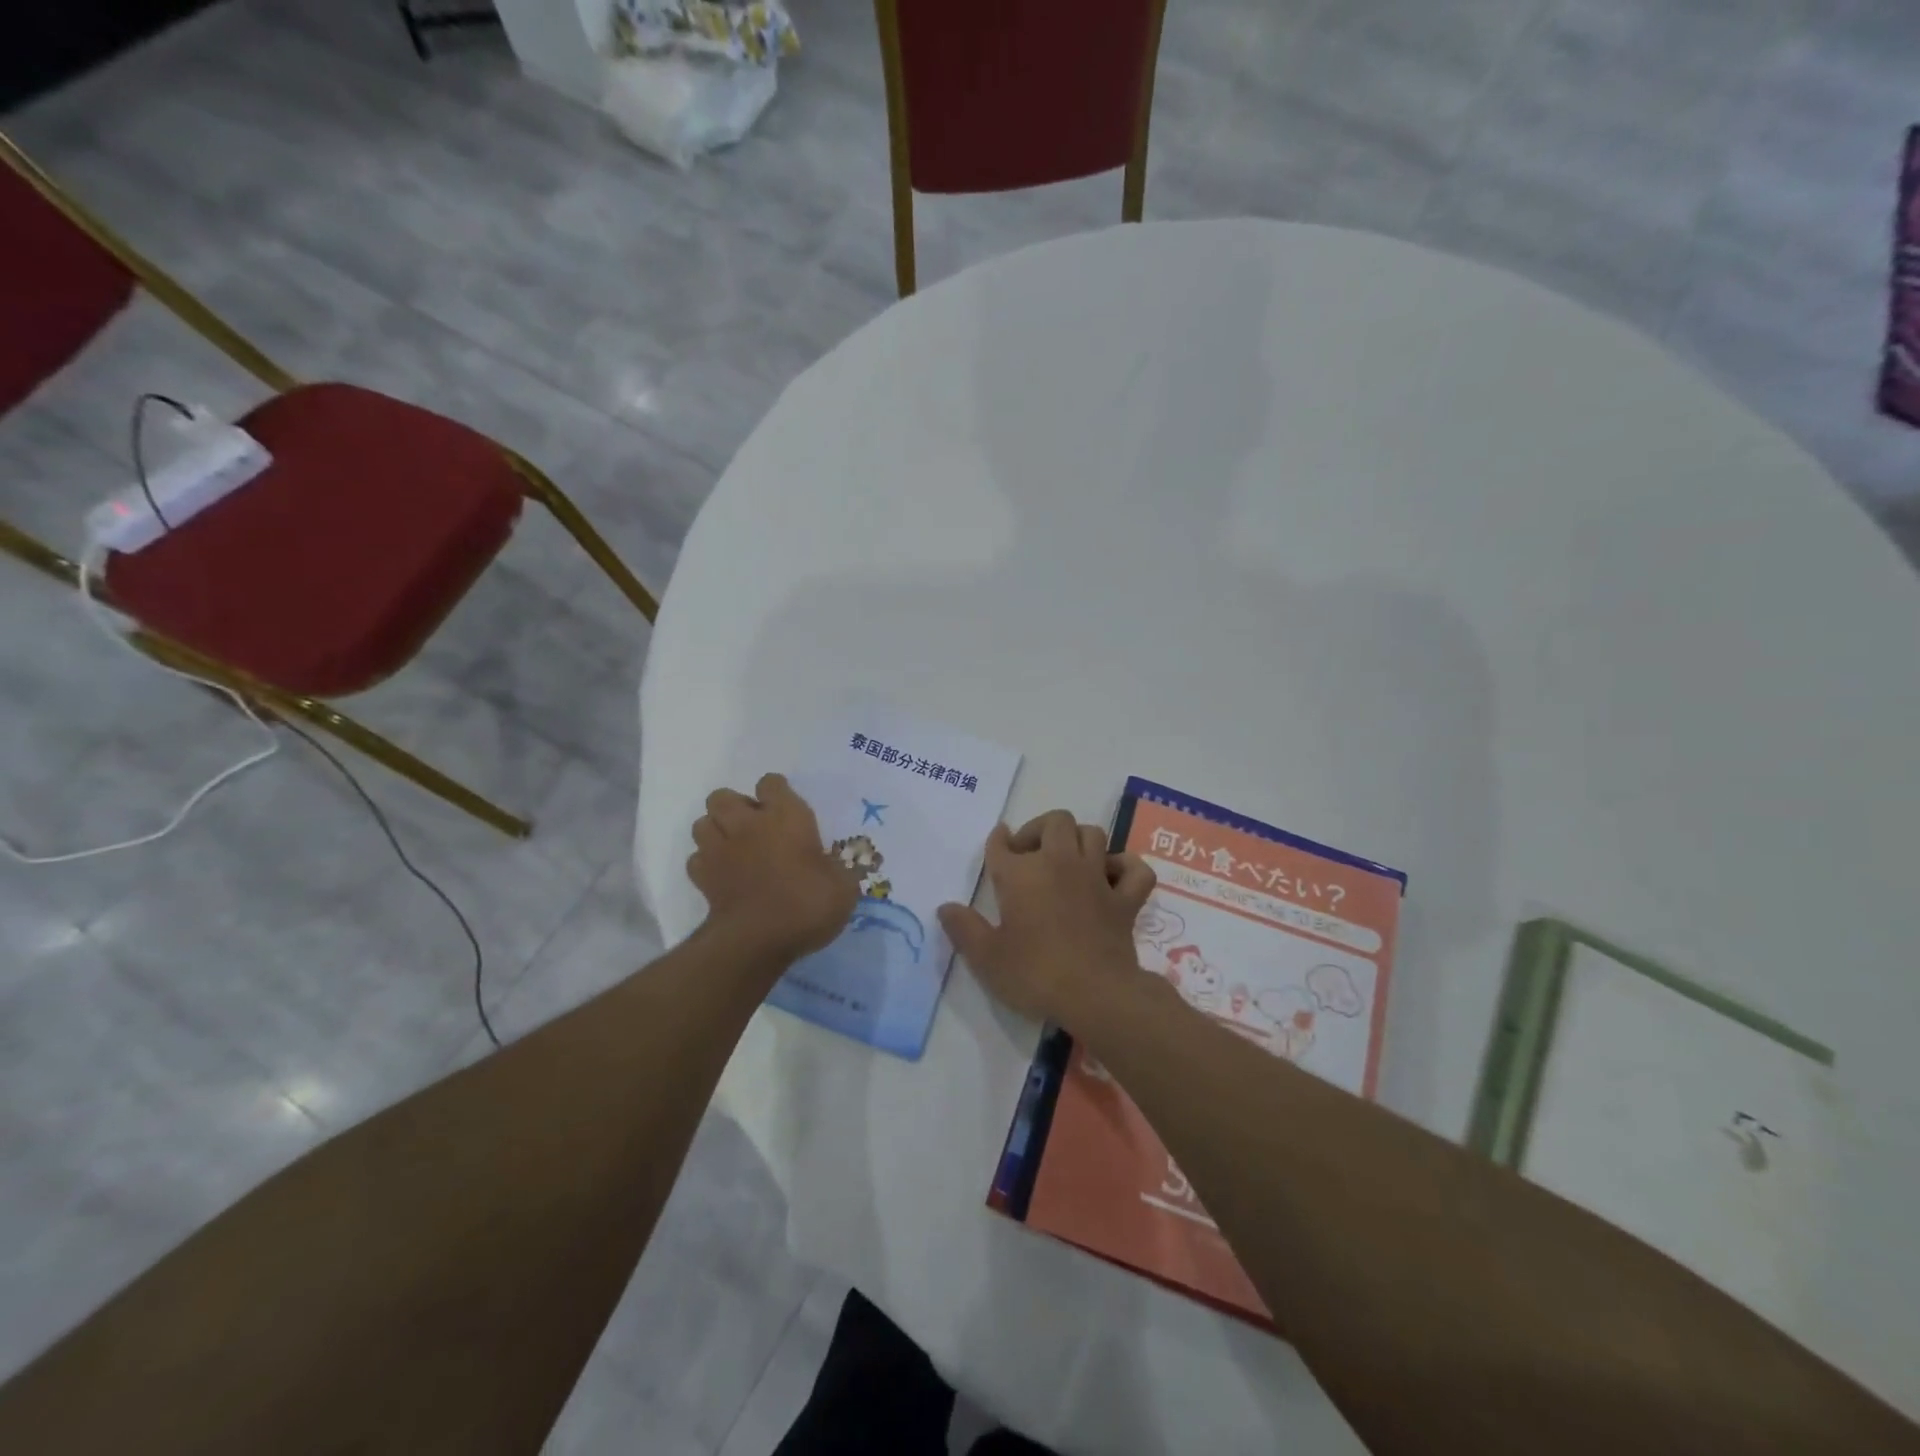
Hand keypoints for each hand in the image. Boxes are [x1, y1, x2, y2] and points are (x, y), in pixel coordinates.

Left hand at [688, 774, 858, 964]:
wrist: (757, 941)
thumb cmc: (806, 904)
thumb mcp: (843, 888)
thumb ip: (840, 871)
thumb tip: (839, 869)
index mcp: (786, 816)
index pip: (771, 783)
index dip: (777, 793)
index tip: (788, 810)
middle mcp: (748, 825)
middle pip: (723, 797)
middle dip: (735, 807)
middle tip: (755, 828)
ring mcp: (719, 850)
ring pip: (702, 823)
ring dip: (715, 831)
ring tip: (734, 848)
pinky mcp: (702, 878)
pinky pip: (696, 859)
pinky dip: (706, 863)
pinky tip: (723, 875)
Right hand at [939, 810, 1155, 1026]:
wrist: (1095, 994)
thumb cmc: (1034, 973)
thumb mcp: (986, 957)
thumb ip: (963, 929)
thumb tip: (945, 907)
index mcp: (1021, 874)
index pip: (1003, 845)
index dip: (998, 841)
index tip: (999, 841)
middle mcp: (1059, 863)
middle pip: (1055, 822)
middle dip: (1040, 829)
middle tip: (1029, 853)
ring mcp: (1096, 878)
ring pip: (1093, 834)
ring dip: (1079, 840)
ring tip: (1067, 859)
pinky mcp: (1125, 899)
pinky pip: (1134, 869)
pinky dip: (1125, 867)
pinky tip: (1113, 876)